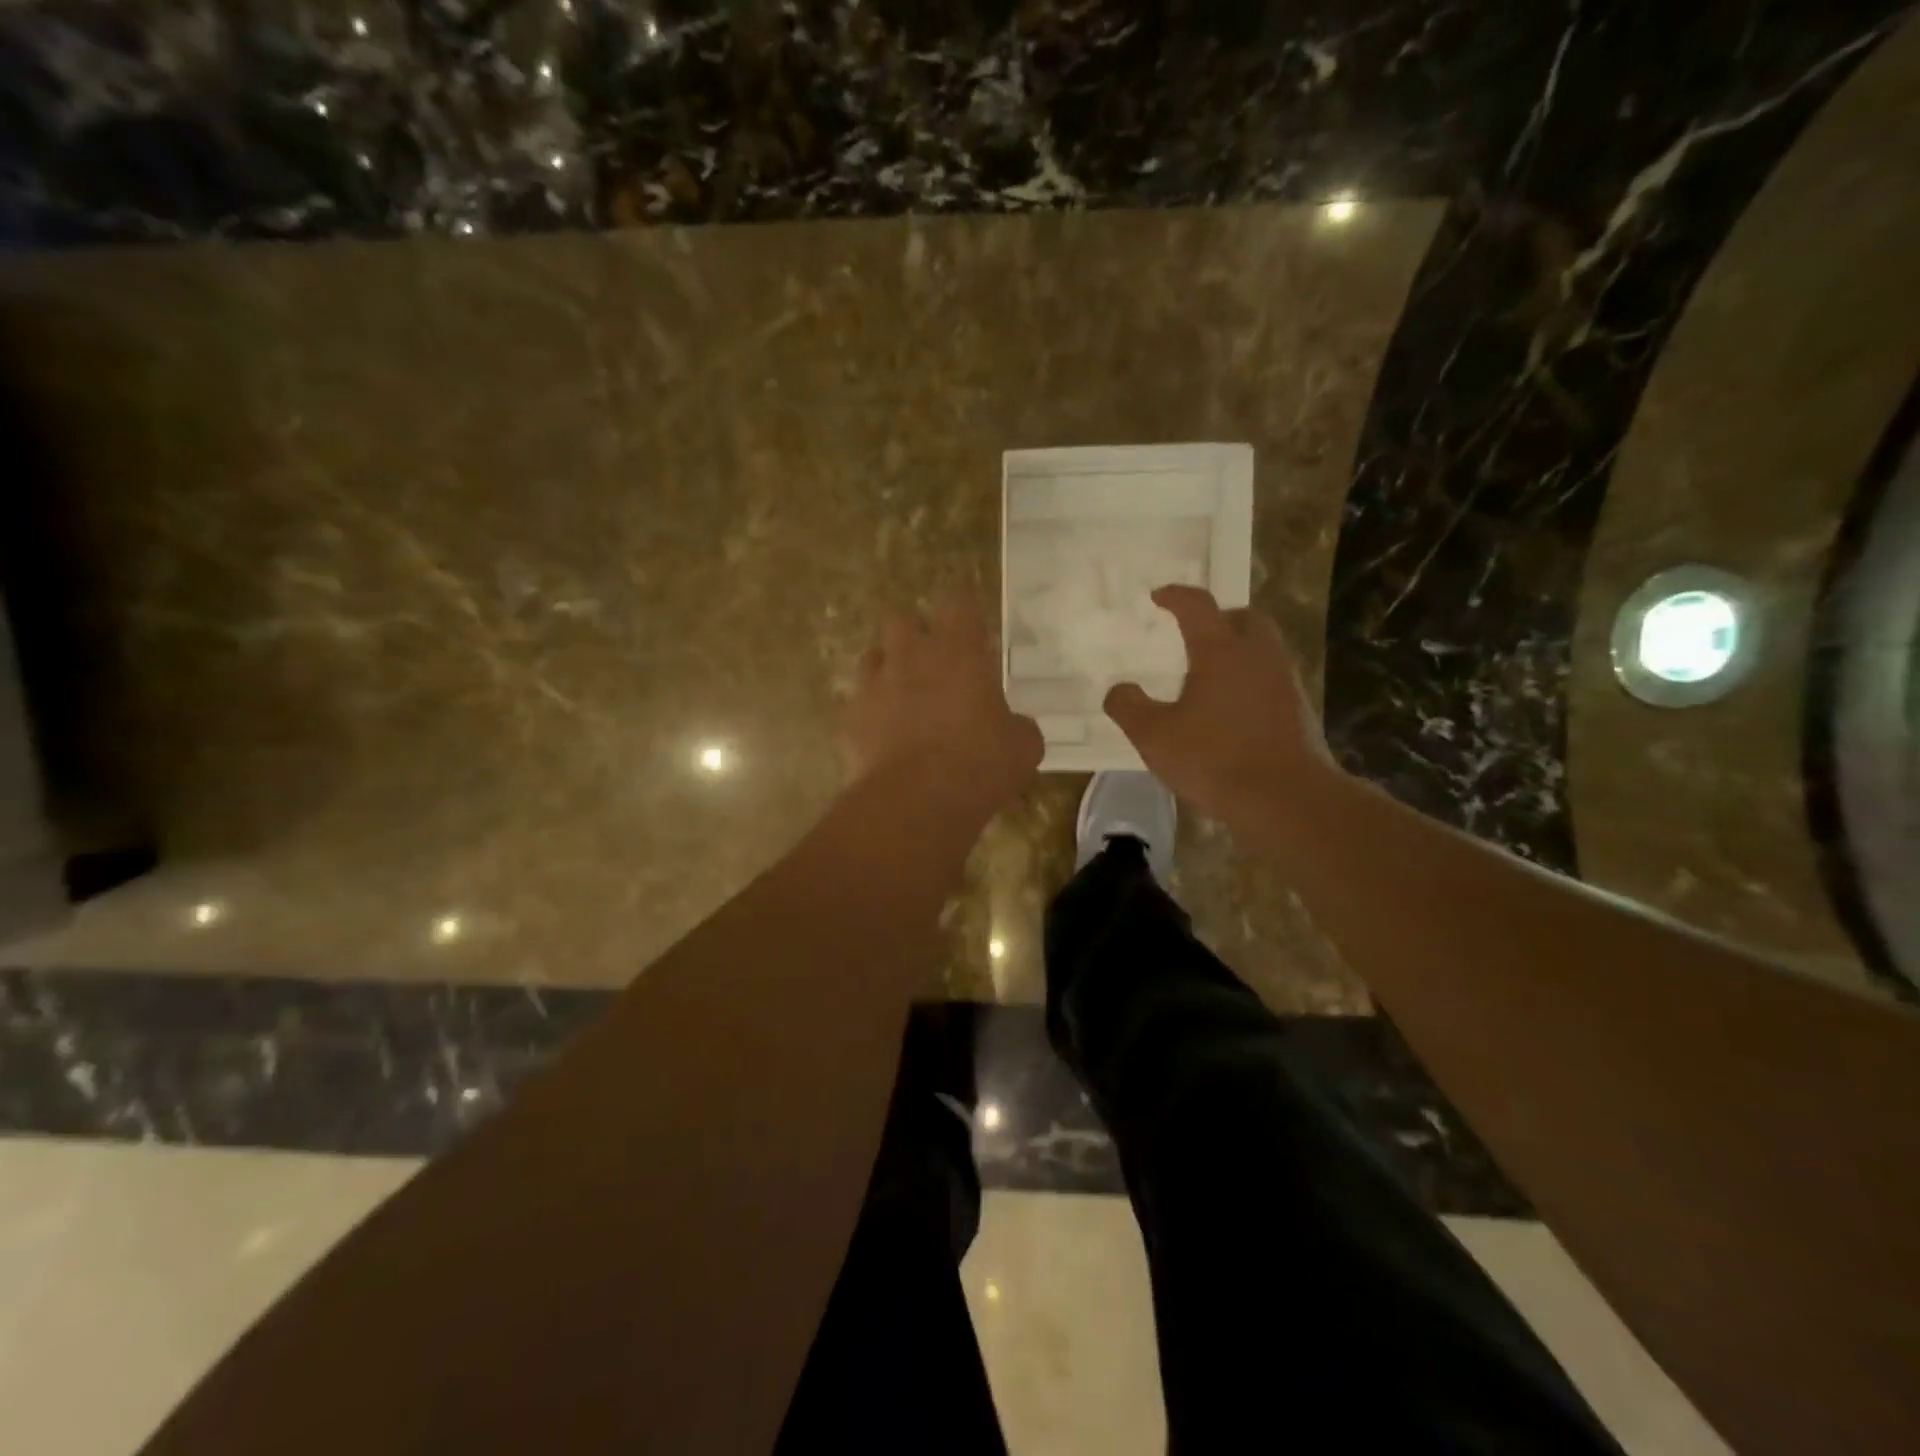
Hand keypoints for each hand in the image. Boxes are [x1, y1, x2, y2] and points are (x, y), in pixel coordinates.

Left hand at [847, 600, 1041, 806]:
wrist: (918, 799)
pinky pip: (859, 699)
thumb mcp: (1022, 746)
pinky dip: (871, 709)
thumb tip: (1015, 727)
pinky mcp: (852, 715)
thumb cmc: (981, 763)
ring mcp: (876, 683)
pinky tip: (885, 732)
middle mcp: (912, 654)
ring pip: (873, 655)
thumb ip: (1019, 727)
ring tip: (904, 694)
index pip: (959, 605)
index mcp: (959, 650)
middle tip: (933, 663)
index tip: (973, 638)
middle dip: (914, 635)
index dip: (965, 619)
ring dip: (888, 667)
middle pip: (902, 619)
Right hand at [1103, 585, 1335, 828]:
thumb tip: (1118, 690)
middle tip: (1194, 634)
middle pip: (1244, 618)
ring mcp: (1284, 681)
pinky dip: (1250, 680)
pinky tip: (1231, 710)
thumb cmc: (1214, 759)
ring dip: (1238, 650)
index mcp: (1221, 651)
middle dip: (1219, 619)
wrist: (1286, 799)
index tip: (1158, 596)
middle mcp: (1258, 655)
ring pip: (1262, 648)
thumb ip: (1129, 707)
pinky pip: (1271, 679)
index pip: (1197, 606)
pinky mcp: (1298, 710)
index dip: (1176, 596)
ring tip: (1210, 674)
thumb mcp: (1154, 736)